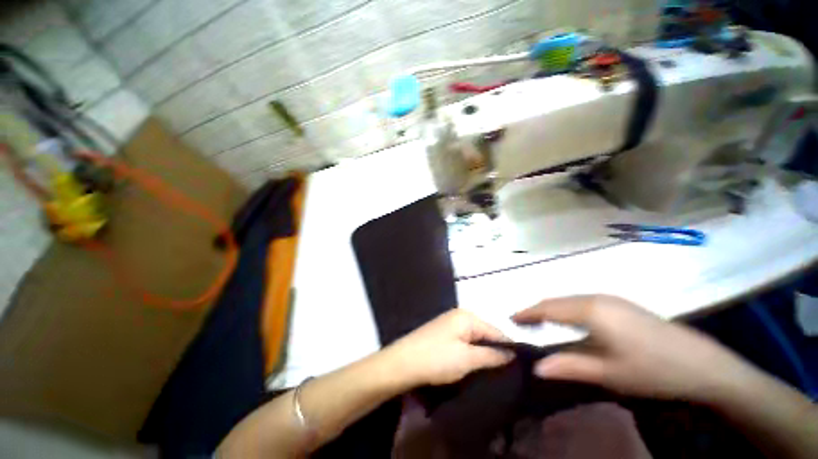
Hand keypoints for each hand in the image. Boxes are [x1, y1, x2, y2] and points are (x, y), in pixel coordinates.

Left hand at [384, 310, 513, 386]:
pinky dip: (471, 353)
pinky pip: (464, 341)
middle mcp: (459, 315)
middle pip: (485, 333)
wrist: (402, 363)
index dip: (509, 349)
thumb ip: (492, 355)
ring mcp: (449, 323)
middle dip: (495, 351)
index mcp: (467, 316)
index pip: (496, 331)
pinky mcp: (443, 333)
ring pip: (475, 339)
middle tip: (506, 373)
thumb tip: (513, 353)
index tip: (520, 368)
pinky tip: (474, 365)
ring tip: (492, 372)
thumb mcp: (468, 359)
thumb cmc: (437, 359)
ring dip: (483, 354)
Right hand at [512, 295, 745, 400]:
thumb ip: (569, 366)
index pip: (548, 308)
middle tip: (522, 322)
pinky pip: (583, 302)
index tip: (512, 319)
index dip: (528, 313)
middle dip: (537, 310)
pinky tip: (570, 321)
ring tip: (540, 321)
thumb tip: (536, 367)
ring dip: (552, 309)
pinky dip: (568, 309)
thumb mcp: (608, 373)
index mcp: (590, 311)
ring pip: (570, 300)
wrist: (702, 364)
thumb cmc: (652, 369)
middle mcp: (596, 298)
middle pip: (557, 301)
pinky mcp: (621, 305)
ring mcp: (611, 299)